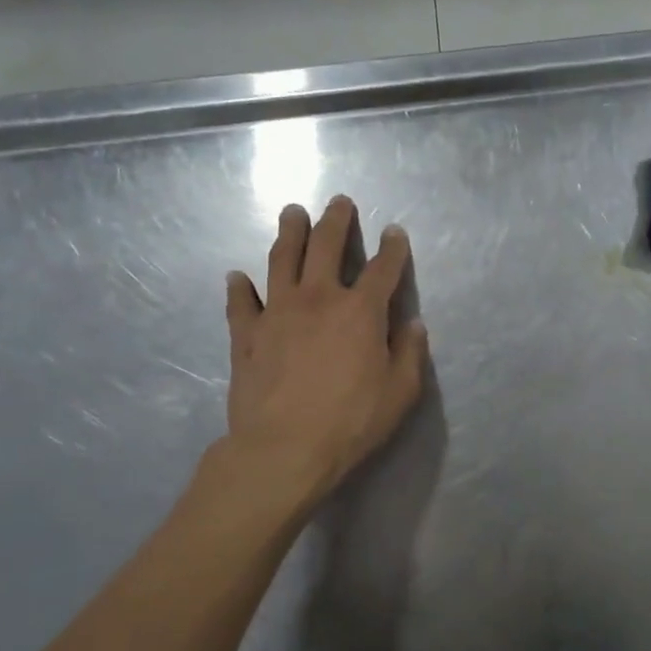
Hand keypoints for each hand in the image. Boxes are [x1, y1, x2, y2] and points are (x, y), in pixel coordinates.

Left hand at [214, 196, 428, 509]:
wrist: (285, 447)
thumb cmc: (352, 421)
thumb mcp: (400, 393)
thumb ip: (409, 353)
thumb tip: (412, 324)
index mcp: (360, 311)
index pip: (382, 269)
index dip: (393, 248)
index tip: (395, 232)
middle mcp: (317, 299)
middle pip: (326, 247)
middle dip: (336, 222)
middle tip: (339, 202)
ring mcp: (276, 313)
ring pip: (281, 260)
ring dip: (289, 233)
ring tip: (292, 213)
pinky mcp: (245, 335)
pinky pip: (240, 303)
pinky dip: (239, 287)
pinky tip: (237, 276)